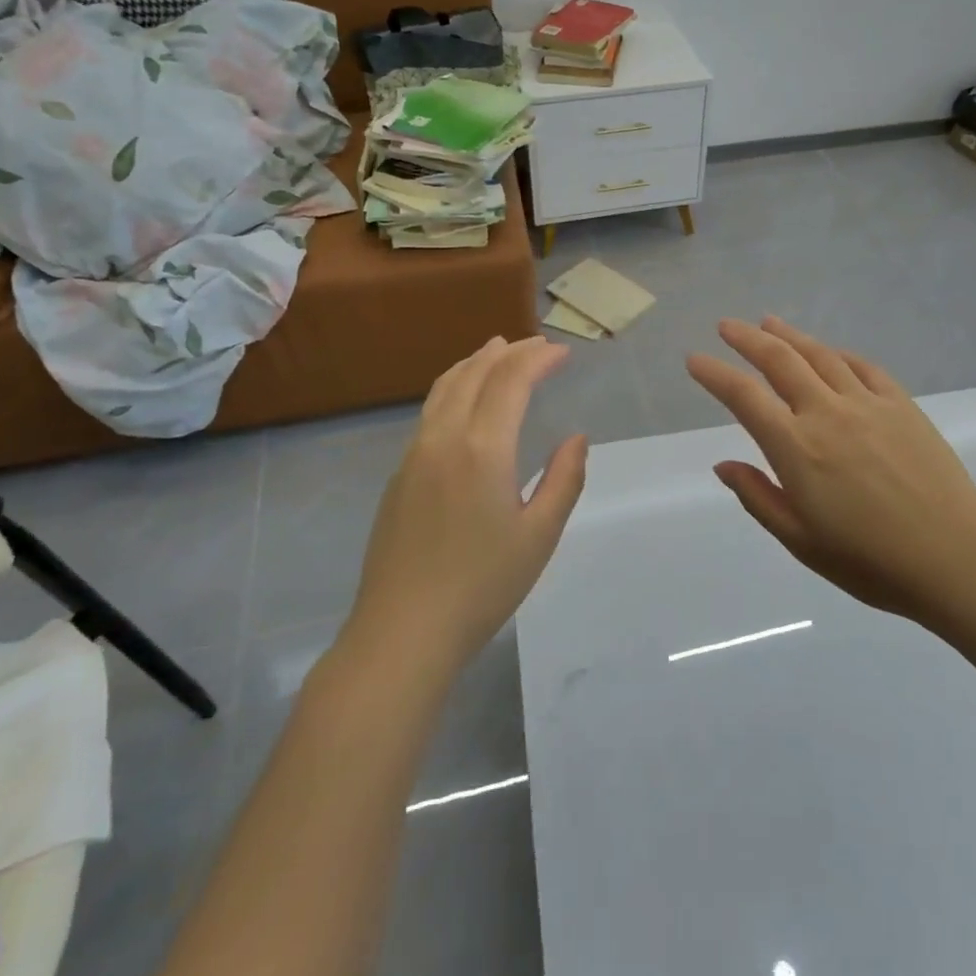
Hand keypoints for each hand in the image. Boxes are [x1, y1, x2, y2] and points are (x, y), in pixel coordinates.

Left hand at [346, 336, 587, 684]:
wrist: (403, 631)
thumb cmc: (482, 585)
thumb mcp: (539, 536)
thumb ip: (563, 480)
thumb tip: (576, 438)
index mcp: (483, 448)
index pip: (511, 380)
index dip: (538, 358)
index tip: (562, 352)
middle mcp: (444, 437)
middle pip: (476, 373)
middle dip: (509, 351)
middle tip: (537, 344)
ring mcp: (415, 453)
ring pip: (445, 387)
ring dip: (475, 362)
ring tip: (496, 350)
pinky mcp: (399, 474)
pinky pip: (430, 410)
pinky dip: (454, 386)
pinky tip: (464, 399)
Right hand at [687, 317, 975, 625]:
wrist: (955, 558)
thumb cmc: (869, 561)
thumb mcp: (800, 540)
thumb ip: (758, 497)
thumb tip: (722, 465)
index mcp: (796, 447)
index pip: (744, 397)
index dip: (715, 374)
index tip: (695, 359)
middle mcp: (827, 413)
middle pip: (780, 361)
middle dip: (747, 339)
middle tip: (726, 326)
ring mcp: (868, 404)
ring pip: (820, 356)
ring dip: (790, 335)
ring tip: (769, 322)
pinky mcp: (902, 406)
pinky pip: (864, 367)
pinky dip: (838, 354)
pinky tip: (830, 352)